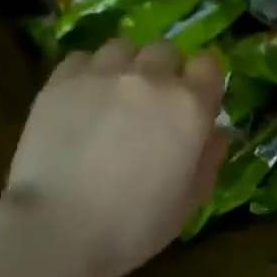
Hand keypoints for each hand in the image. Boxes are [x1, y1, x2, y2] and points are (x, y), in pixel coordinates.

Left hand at [4, 39, 227, 276]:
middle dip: (165, 71)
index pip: (209, 65)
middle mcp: (149, 78)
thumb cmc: (133, 225)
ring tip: (115, 96)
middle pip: (166, 50)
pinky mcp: (61, 80)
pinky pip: (83, 58)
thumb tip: (218, 131)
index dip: (203, 83)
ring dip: (126, 66)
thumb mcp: (189, 201)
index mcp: (188, 106)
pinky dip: (88, 72)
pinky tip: (82, 100)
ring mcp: (102, 74)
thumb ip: (210, 158)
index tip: (195, 104)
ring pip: (123, 47)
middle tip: (152, 104)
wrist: (58, 229)